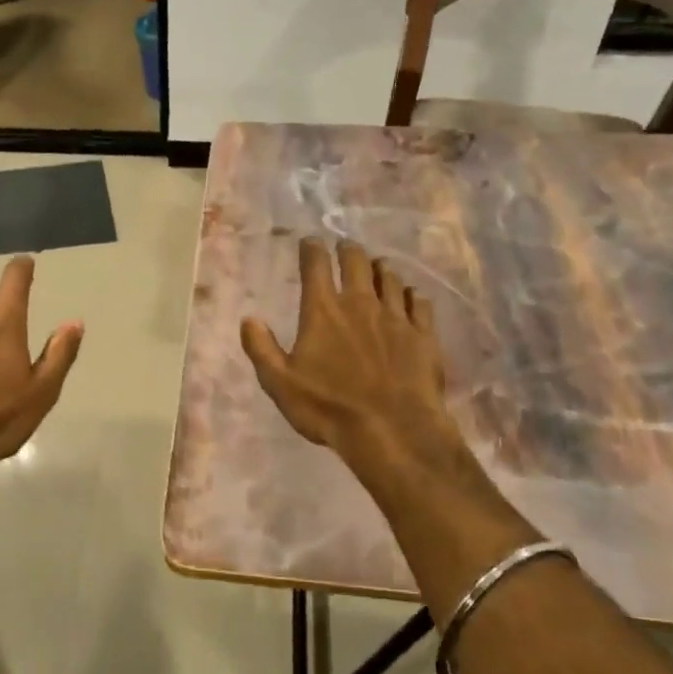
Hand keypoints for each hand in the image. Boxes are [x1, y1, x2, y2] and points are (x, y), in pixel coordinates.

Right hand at [241, 241, 526, 548]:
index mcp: (323, 311)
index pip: (316, 266)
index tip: (310, 242)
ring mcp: (396, 317)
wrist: (393, 431)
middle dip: (348, 250)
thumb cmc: (329, 408)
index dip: (312, 249)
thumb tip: (249, 319)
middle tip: (345, 247)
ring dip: (380, 269)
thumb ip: (261, 348)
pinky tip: (411, 296)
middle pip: (357, 262)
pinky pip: (419, 303)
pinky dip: (411, 294)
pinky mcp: (423, 335)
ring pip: (390, 278)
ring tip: (376, 266)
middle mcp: (360, 303)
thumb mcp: (280, 383)